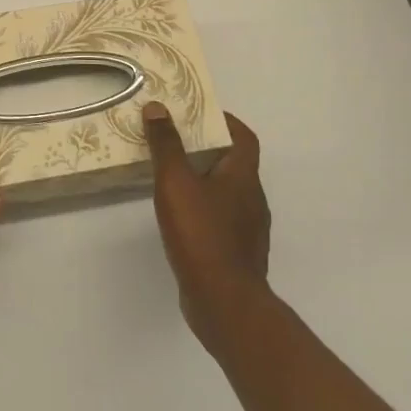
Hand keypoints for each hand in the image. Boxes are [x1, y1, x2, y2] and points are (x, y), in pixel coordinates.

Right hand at [143, 102, 270, 349]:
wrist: (224, 303)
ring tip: (172, 176)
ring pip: (228, 193)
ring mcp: (247, 230)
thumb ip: (166, 145)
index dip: (226, 122)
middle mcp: (252, 199)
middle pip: (235, 164)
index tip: (199, 114)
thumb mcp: (176, 182)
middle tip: (175, 141)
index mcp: (243, 177)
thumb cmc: (201, 234)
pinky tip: (180, 217)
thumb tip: (158, 107)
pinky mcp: (237, 254)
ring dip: (205, 180)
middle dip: (208, 149)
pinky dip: (204, 209)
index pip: (244, 138)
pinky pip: (221, 219)